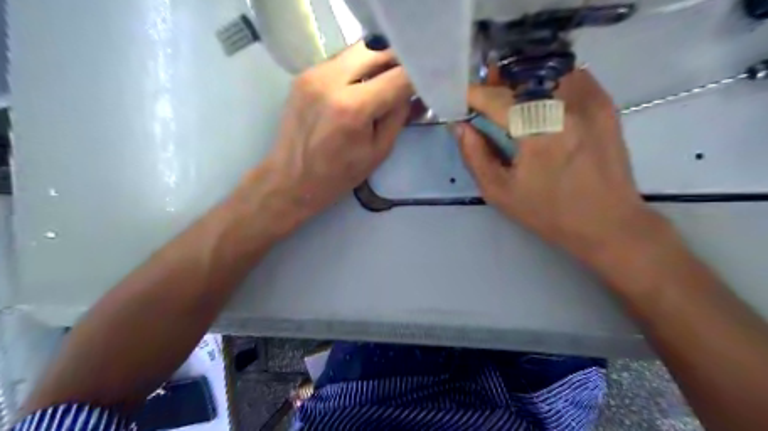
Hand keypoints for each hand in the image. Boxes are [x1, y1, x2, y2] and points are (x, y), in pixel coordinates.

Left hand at [235, 42, 413, 237]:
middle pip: (377, 50)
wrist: (291, 179)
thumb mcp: (378, 151)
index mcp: (353, 108)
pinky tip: (360, 88)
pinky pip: (341, 60)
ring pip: (358, 50)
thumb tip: (412, 93)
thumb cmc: (338, 175)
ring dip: (377, 63)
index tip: (425, 85)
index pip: (398, 76)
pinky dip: (357, 69)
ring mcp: (313, 73)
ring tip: (384, 84)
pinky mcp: (304, 74)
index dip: (417, 78)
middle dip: (397, 63)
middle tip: (406, 81)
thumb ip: (398, 117)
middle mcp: (331, 81)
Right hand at [454, 68, 659, 265]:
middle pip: (522, 74)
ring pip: (547, 69)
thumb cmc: (548, 212)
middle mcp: (565, 106)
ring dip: (524, 78)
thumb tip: (460, 127)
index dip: (474, 95)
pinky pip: (571, 75)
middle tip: (485, 95)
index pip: (496, 98)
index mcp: (537, 132)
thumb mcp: (499, 191)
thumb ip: (474, 155)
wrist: (607, 222)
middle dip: (498, 81)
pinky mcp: (605, 103)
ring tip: (512, 97)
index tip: (461, 99)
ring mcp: (590, 100)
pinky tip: (541, 100)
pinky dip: (549, 80)